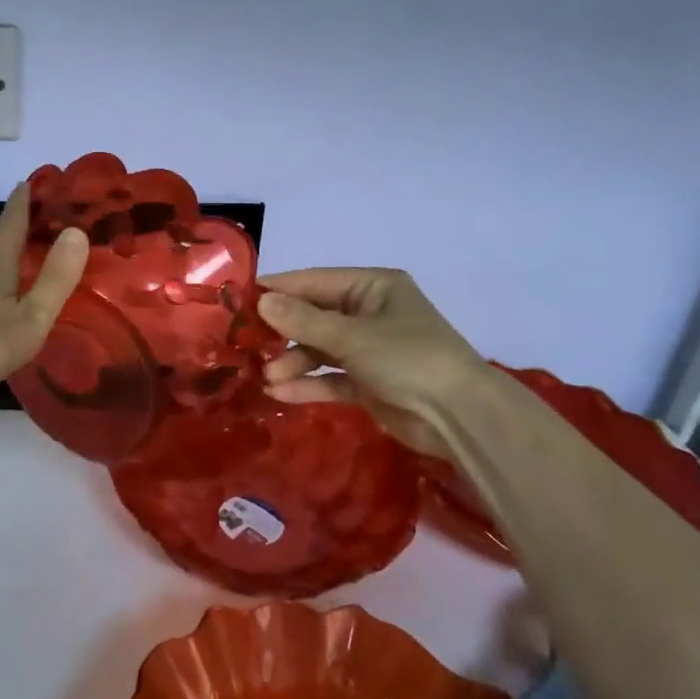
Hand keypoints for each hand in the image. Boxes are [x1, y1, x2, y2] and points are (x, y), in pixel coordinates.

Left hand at [0, 183, 88, 415]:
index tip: (29, 180)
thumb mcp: (31, 316)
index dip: (22, 203)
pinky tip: (9, 313)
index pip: (10, 224)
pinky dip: (0, 295)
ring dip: (10, 270)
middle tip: (49, 235)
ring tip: (34, 274)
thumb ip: (55, 278)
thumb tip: (76, 231)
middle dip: (21, 238)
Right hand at [258, 268, 485, 455]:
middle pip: (314, 316)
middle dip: (282, 332)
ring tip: (266, 376)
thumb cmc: (407, 358)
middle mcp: (369, 313)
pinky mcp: (368, 383)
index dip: (279, 290)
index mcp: (373, 287)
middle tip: (246, 344)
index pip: (315, 282)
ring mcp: (369, 349)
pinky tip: (279, 393)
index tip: (240, 299)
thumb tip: (262, 301)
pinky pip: (330, 377)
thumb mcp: (351, 336)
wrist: (458, 417)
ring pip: (319, 350)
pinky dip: (307, 384)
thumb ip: (303, 321)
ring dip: (292, 362)